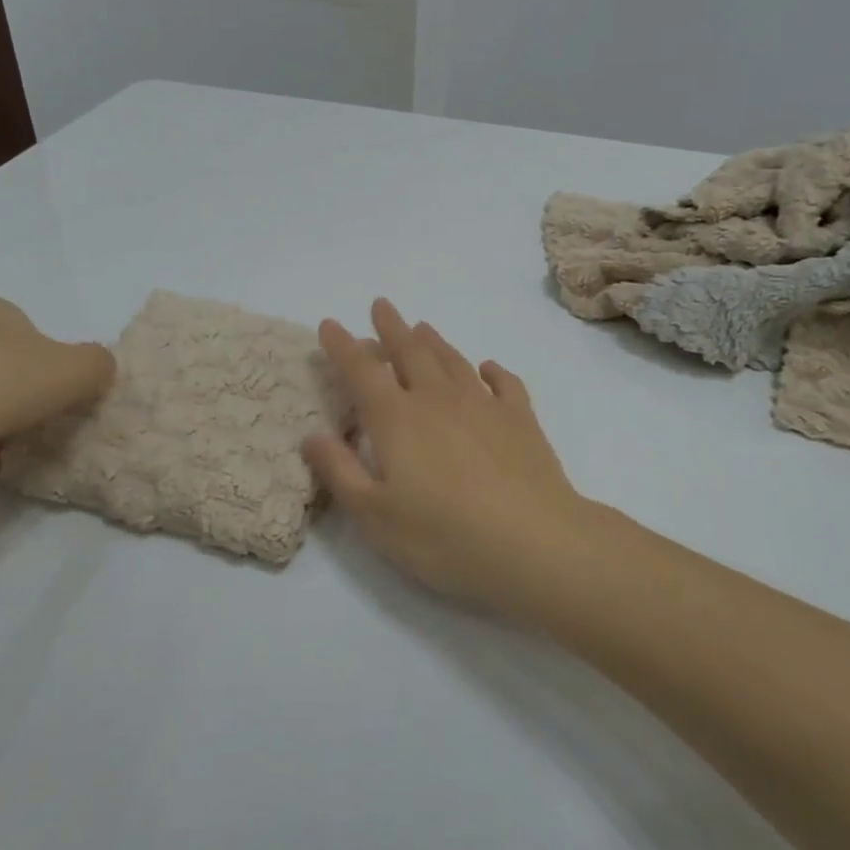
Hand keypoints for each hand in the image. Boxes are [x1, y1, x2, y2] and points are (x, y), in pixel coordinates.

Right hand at [303, 300, 589, 614]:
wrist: (535, 543)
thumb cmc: (445, 536)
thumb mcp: (375, 516)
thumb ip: (340, 472)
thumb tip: (313, 435)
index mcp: (397, 419)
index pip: (361, 371)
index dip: (342, 346)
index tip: (330, 324)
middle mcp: (438, 399)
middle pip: (410, 352)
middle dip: (391, 327)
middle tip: (381, 306)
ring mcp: (484, 404)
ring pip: (452, 360)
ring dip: (434, 341)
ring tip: (422, 327)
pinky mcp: (521, 419)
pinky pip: (504, 381)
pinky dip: (491, 370)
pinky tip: (487, 368)